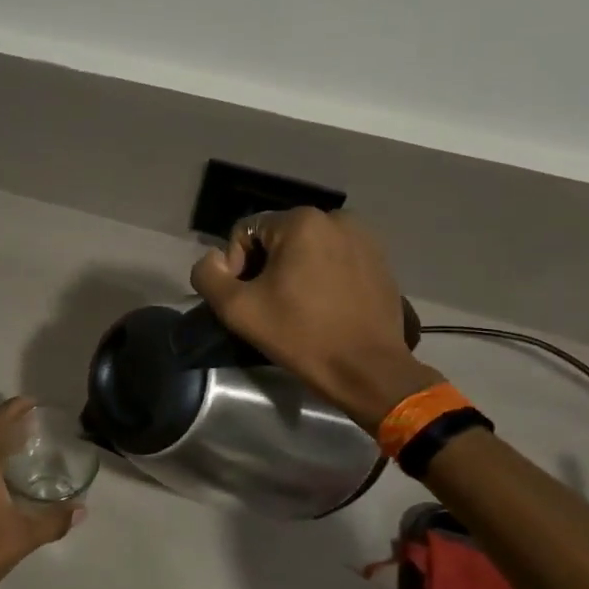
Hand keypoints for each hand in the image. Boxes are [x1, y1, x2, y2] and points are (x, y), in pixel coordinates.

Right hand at [190, 208, 442, 431]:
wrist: (366, 369)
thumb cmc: (300, 335)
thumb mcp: (236, 309)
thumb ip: (208, 275)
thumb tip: (213, 259)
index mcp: (301, 221)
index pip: (245, 232)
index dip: (236, 266)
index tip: (248, 300)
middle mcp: (336, 219)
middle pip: (278, 238)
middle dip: (266, 268)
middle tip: (269, 306)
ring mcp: (364, 239)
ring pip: (307, 249)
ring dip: (294, 272)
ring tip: (296, 308)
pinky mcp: (380, 261)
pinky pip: (335, 260)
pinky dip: (322, 277)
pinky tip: (323, 308)